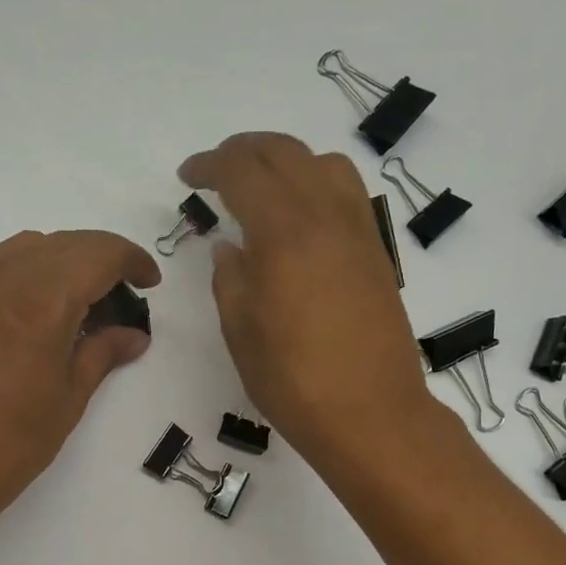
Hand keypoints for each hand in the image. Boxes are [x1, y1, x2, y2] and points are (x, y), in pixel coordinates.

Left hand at [0, 229, 158, 532]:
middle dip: (101, 261)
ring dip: (63, 264)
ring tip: (80, 307)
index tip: (150, 282)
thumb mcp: (68, 398)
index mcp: (42, 299)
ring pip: (28, 249)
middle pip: (65, 244)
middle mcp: (3, 277)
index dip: (132, 260)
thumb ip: (102, 353)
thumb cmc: (10, 441)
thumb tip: (132, 335)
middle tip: (121, 301)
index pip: (98, 253)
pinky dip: (29, 275)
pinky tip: (37, 317)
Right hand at [178, 133, 436, 467]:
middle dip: (243, 151)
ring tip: (262, 188)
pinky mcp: (377, 252)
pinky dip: (317, 182)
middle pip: (284, 152)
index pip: (242, 171)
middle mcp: (325, 216)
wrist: (371, 414)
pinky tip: (301, 218)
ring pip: (323, 162)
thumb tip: (230, 247)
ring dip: (286, 160)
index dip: (209, 165)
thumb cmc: (295, 382)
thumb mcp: (241, 332)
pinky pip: (348, 192)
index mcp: (283, 234)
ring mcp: (358, 231)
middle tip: (216, 170)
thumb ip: (229, 279)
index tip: (188, 177)